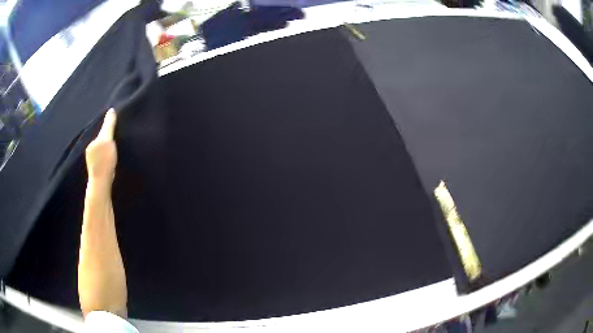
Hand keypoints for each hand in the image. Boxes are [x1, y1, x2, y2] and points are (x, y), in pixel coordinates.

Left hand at [86, 109, 116, 182]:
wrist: (101, 183)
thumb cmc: (104, 160)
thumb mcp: (108, 140)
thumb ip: (109, 126)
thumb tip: (111, 110)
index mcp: (92, 143)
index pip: (101, 133)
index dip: (108, 132)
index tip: (116, 133)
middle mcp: (90, 151)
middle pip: (100, 143)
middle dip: (105, 142)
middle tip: (115, 143)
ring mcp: (92, 163)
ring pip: (100, 154)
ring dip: (105, 152)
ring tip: (113, 154)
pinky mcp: (96, 172)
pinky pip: (101, 162)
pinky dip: (105, 161)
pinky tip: (110, 165)